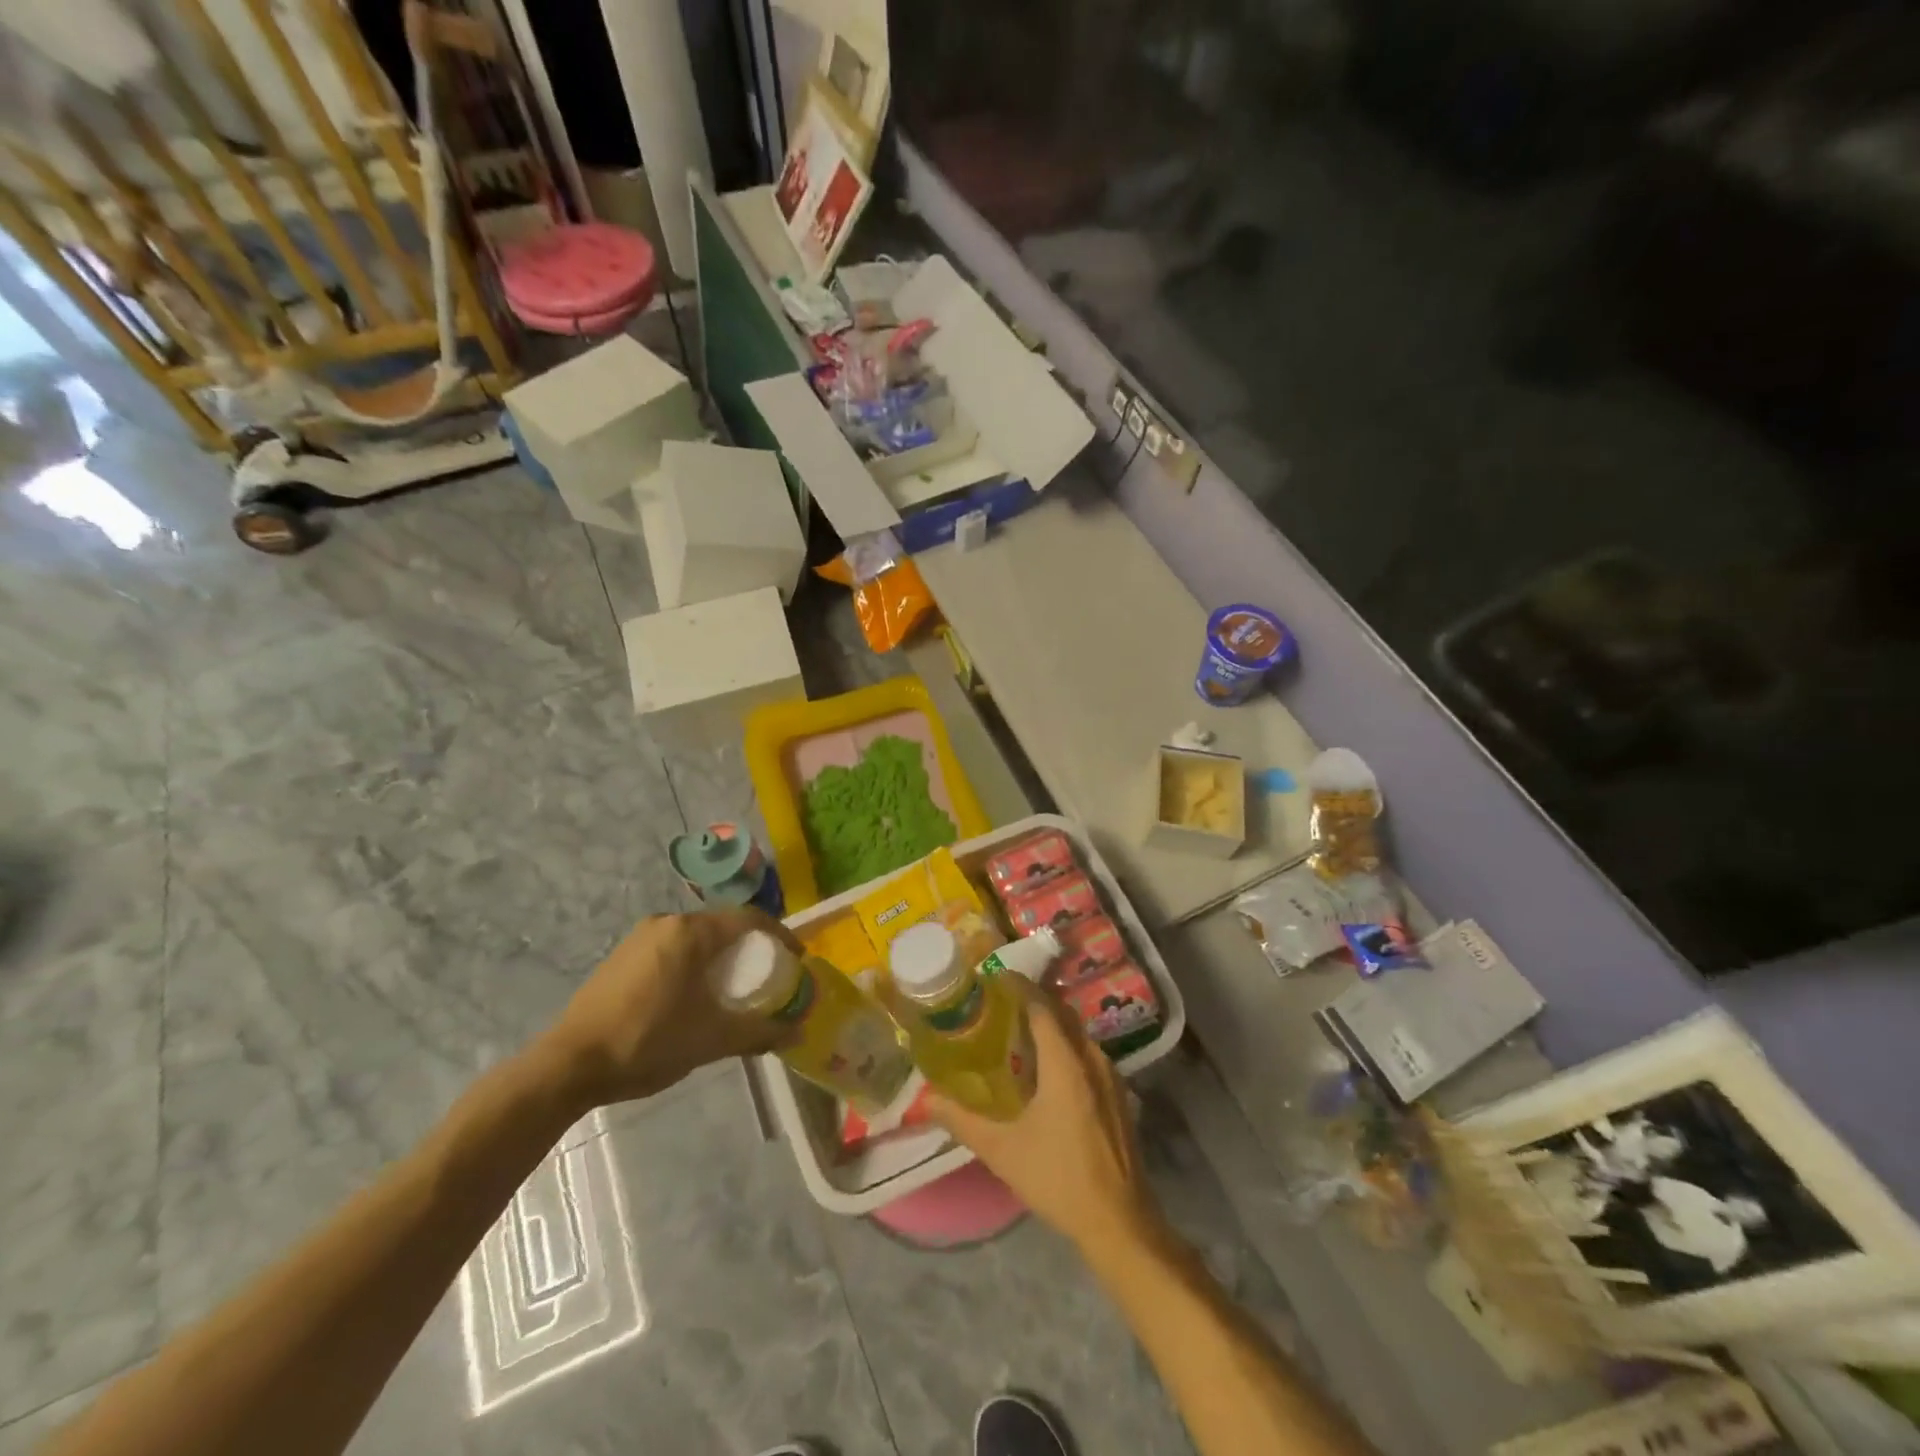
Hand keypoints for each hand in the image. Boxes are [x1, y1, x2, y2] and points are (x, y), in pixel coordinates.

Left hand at [535, 908, 799, 1110]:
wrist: (568, 1065)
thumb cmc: (648, 1041)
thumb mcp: (712, 1039)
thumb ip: (759, 1032)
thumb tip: (799, 1032)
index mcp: (691, 932)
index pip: (749, 919)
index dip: (780, 936)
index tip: (796, 959)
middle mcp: (667, 922)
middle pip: (722, 925)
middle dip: (750, 947)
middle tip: (767, 975)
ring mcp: (640, 937)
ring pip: (696, 937)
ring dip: (720, 956)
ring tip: (733, 987)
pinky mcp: (622, 956)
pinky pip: (672, 948)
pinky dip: (694, 962)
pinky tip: (693, 994)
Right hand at [929, 981, 1164, 1257]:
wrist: (1120, 1222)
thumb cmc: (1059, 1179)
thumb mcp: (1002, 1150)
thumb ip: (962, 1120)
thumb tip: (925, 1100)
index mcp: (1066, 1063)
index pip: (1042, 1006)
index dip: (1018, 986)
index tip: (993, 977)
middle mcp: (1092, 1059)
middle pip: (1062, 1014)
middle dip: (1033, 1001)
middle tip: (999, 1002)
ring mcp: (1111, 1077)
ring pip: (1077, 1033)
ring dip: (1050, 1024)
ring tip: (1017, 1031)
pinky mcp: (1119, 1095)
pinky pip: (1087, 1053)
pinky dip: (1065, 1045)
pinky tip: (1046, 1067)